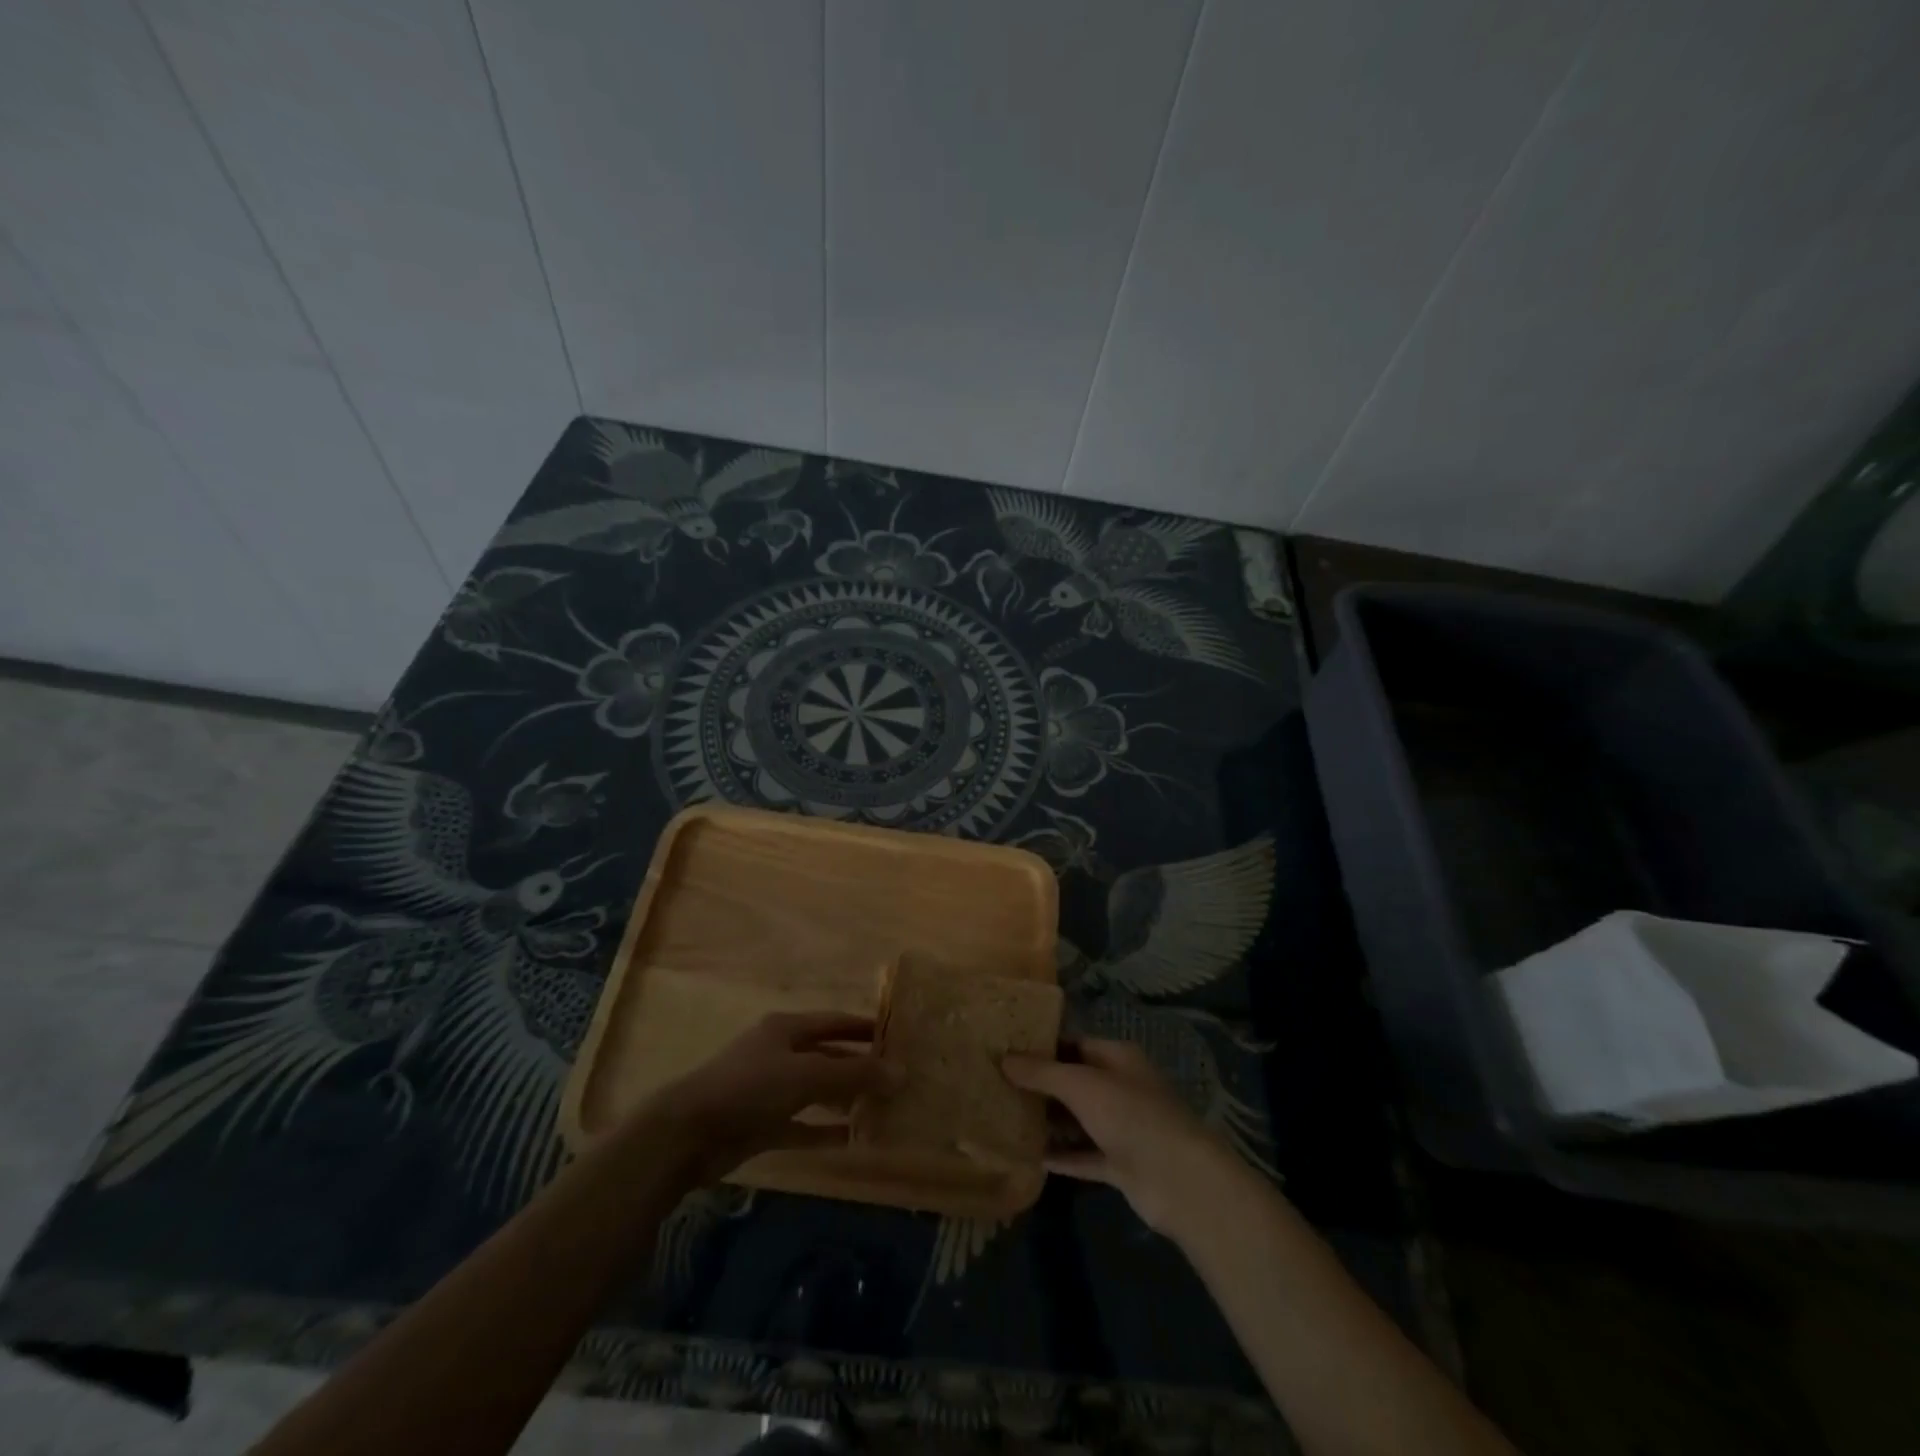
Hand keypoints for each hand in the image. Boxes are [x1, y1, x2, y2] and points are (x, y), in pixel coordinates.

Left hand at [644, 1011, 903, 1184]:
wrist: (687, 1134)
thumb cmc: (750, 1087)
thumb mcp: (807, 1075)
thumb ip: (854, 1074)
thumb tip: (901, 1073)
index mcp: (786, 1028)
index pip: (834, 1021)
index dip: (864, 1028)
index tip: (897, 1037)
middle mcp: (779, 1053)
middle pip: (827, 1056)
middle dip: (859, 1067)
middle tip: (895, 1079)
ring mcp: (768, 1090)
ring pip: (816, 1092)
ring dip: (845, 1100)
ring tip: (881, 1109)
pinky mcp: (761, 1125)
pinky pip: (802, 1125)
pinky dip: (824, 1131)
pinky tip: (853, 1140)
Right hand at [1002, 1037, 1234, 1234]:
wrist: (1178, 1180)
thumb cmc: (1129, 1114)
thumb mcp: (1080, 1084)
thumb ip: (1041, 1072)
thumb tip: (1004, 1058)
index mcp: (1117, 1057)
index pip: (1074, 1044)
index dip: (1042, 1046)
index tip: (1007, 1051)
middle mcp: (1121, 1088)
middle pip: (1074, 1081)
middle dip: (1041, 1085)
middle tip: (998, 1084)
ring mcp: (1122, 1128)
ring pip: (1078, 1119)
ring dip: (1049, 1121)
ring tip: (1006, 1117)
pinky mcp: (1120, 1165)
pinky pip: (1083, 1155)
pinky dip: (1061, 1156)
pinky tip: (1029, 1156)